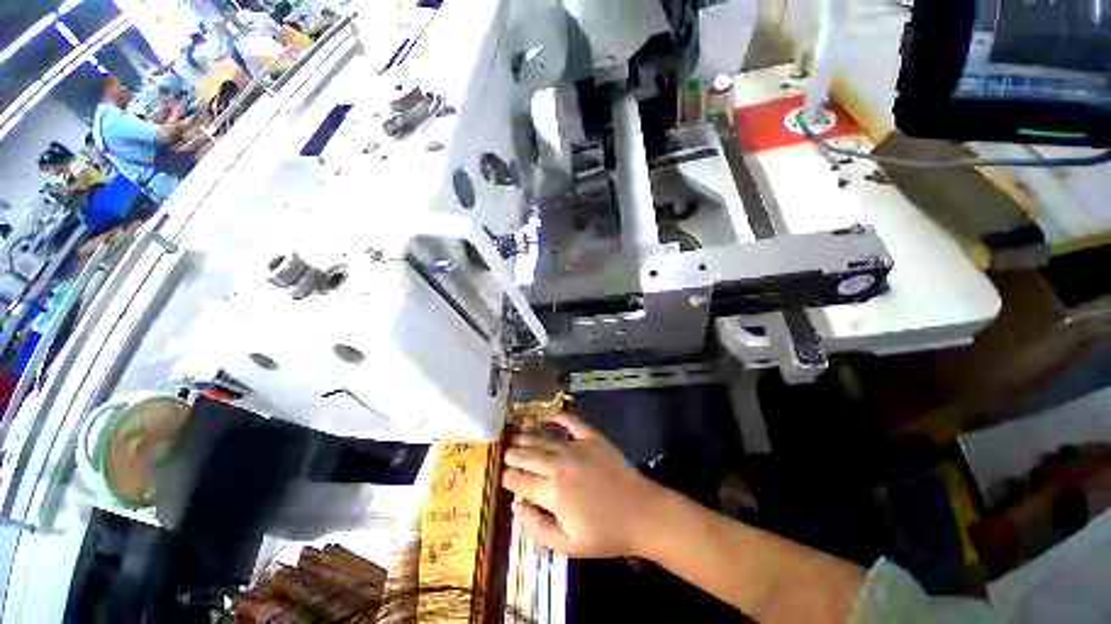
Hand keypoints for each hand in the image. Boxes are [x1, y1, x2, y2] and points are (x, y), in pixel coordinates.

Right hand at [502, 413, 660, 557]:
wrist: (641, 513)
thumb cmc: (604, 533)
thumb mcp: (567, 545)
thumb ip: (537, 527)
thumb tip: (517, 506)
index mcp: (553, 492)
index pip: (521, 481)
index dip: (508, 478)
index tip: (503, 476)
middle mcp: (560, 464)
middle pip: (528, 456)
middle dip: (513, 456)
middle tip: (506, 455)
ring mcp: (576, 447)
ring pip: (543, 440)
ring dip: (527, 439)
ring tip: (516, 438)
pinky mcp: (591, 437)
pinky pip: (570, 421)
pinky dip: (556, 416)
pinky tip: (545, 416)